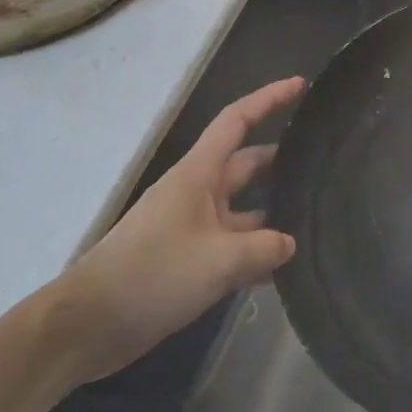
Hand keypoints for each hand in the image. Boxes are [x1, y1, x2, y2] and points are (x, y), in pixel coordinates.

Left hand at [48, 77, 304, 383]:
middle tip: (323, 162)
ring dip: (274, 214)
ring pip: (244, 210)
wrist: (87, 327)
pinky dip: (257, 253)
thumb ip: (264, 248)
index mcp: (199, 175)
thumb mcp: (219, 260)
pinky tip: (285, 271)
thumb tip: (289, 243)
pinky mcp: (189, 260)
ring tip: (316, 219)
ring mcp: (193, 227)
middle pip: (247, 164)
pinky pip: (234, 247)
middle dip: (282, 160)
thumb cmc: (151, 275)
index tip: (300, 85)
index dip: (268, 98)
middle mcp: (198, 193)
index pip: (237, 121)